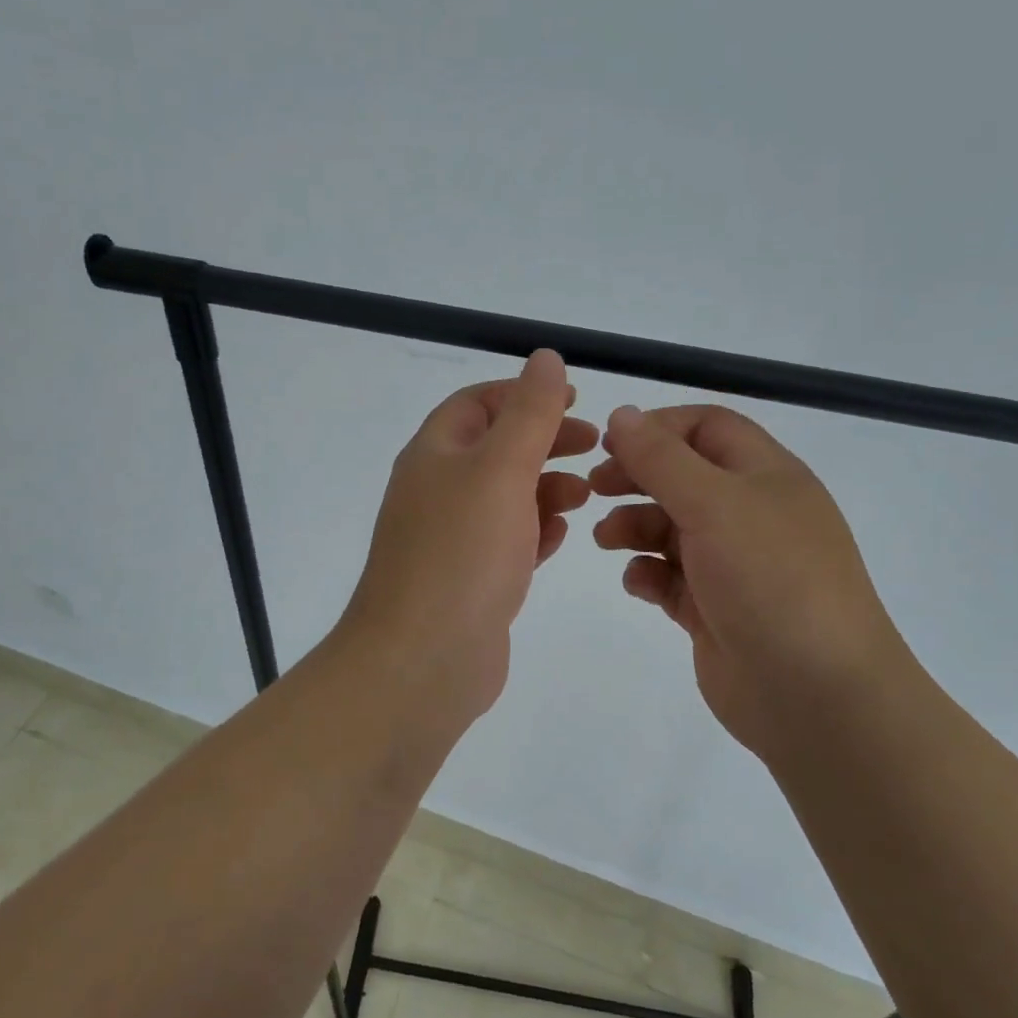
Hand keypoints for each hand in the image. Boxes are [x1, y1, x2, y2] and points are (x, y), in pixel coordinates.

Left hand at [338, 349, 596, 723]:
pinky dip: (536, 531)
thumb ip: (529, 412)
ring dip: (546, 487)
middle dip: (545, 442)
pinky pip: (507, 541)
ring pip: (505, 497)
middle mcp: (436, 491)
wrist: (422, 659)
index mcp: (434, 454)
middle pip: (495, 449)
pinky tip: (562, 536)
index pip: (477, 403)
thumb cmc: (463, 552)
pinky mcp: (468, 580)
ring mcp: (450, 539)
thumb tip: (545, 358)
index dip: (524, 394)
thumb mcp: (501, 468)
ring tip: (587, 494)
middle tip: (595, 448)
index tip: (575, 401)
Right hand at [590, 404, 913, 758]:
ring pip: (670, 527)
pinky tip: (637, 583)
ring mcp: (733, 564)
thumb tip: (621, 414)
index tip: (610, 444)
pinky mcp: (714, 609)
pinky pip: (670, 577)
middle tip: (595, 487)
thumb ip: (661, 458)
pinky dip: (647, 573)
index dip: (658, 427)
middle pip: (682, 476)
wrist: (815, 695)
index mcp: (765, 476)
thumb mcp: (715, 504)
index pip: (707, 427)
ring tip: (604, 539)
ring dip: (633, 525)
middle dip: (637, 476)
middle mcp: (751, 514)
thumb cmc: (771, 580)